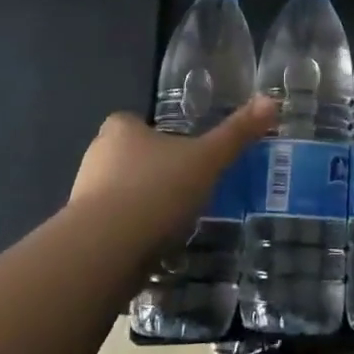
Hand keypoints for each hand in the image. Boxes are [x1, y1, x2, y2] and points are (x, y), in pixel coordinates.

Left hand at [66, 97, 277, 251]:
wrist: (105, 252)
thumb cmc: (155, 191)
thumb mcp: (207, 159)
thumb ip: (237, 132)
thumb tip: (271, 101)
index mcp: (120, 129)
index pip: (135, 122)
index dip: (158, 134)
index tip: (183, 152)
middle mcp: (96, 156)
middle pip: (128, 158)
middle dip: (153, 171)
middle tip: (187, 186)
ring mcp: (83, 197)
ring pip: (120, 194)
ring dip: (142, 205)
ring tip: (176, 220)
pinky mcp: (82, 235)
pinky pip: (114, 227)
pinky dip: (132, 234)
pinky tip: (156, 247)